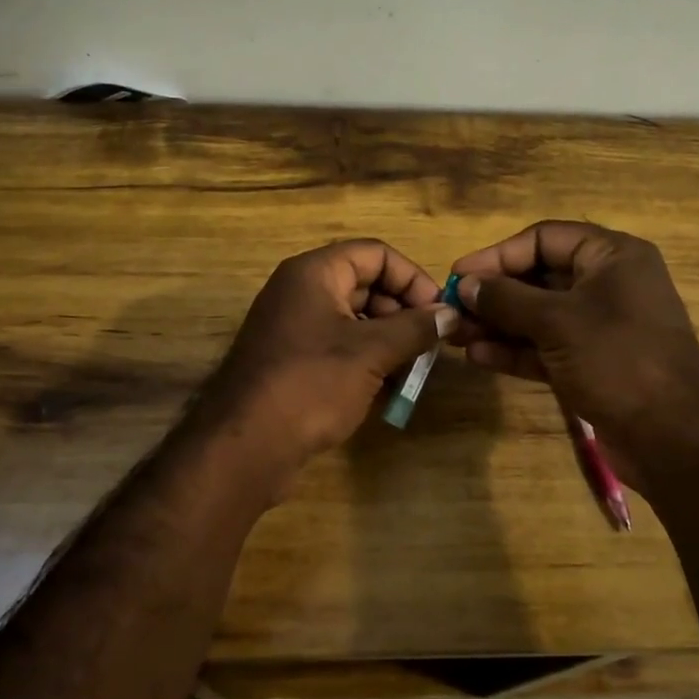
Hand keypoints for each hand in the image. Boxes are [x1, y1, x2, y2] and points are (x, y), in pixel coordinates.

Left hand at [197, 240, 456, 478]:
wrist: (247, 444)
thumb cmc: (312, 383)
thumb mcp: (371, 352)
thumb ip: (415, 328)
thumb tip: (451, 314)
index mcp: (314, 273)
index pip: (375, 254)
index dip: (412, 277)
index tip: (439, 312)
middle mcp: (300, 291)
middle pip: (365, 283)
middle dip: (402, 311)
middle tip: (430, 344)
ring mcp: (293, 326)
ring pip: (354, 318)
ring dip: (388, 339)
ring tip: (413, 370)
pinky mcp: (291, 360)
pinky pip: (338, 346)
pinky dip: (366, 359)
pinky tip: (388, 388)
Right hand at [450, 221, 698, 489]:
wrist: (675, 439)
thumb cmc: (618, 360)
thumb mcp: (557, 322)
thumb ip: (507, 299)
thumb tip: (466, 285)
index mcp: (612, 257)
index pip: (544, 239)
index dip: (499, 254)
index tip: (460, 275)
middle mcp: (607, 285)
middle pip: (538, 277)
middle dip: (494, 294)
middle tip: (452, 308)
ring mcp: (599, 327)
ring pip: (538, 316)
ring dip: (498, 324)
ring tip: (456, 335)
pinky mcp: (592, 364)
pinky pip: (546, 347)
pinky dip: (515, 350)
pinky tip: (478, 356)